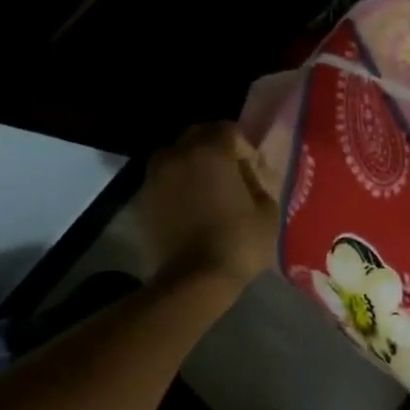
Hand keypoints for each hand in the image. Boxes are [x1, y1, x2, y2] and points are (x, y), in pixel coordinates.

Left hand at [131, 123, 278, 292]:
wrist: (192, 280)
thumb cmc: (238, 242)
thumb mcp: (267, 210)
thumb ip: (258, 181)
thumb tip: (248, 172)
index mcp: (211, 151)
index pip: (229, 129)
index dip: (244, 147)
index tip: (252, 169)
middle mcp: (178, 154)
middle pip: (197, 135)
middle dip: (215, 148)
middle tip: (230, 175)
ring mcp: (155, 176)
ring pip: (175, 155)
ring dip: (191, 164)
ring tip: (206, 189)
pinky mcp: (142, 199)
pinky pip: (163, 179)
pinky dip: (176, 185)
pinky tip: (190, 207)